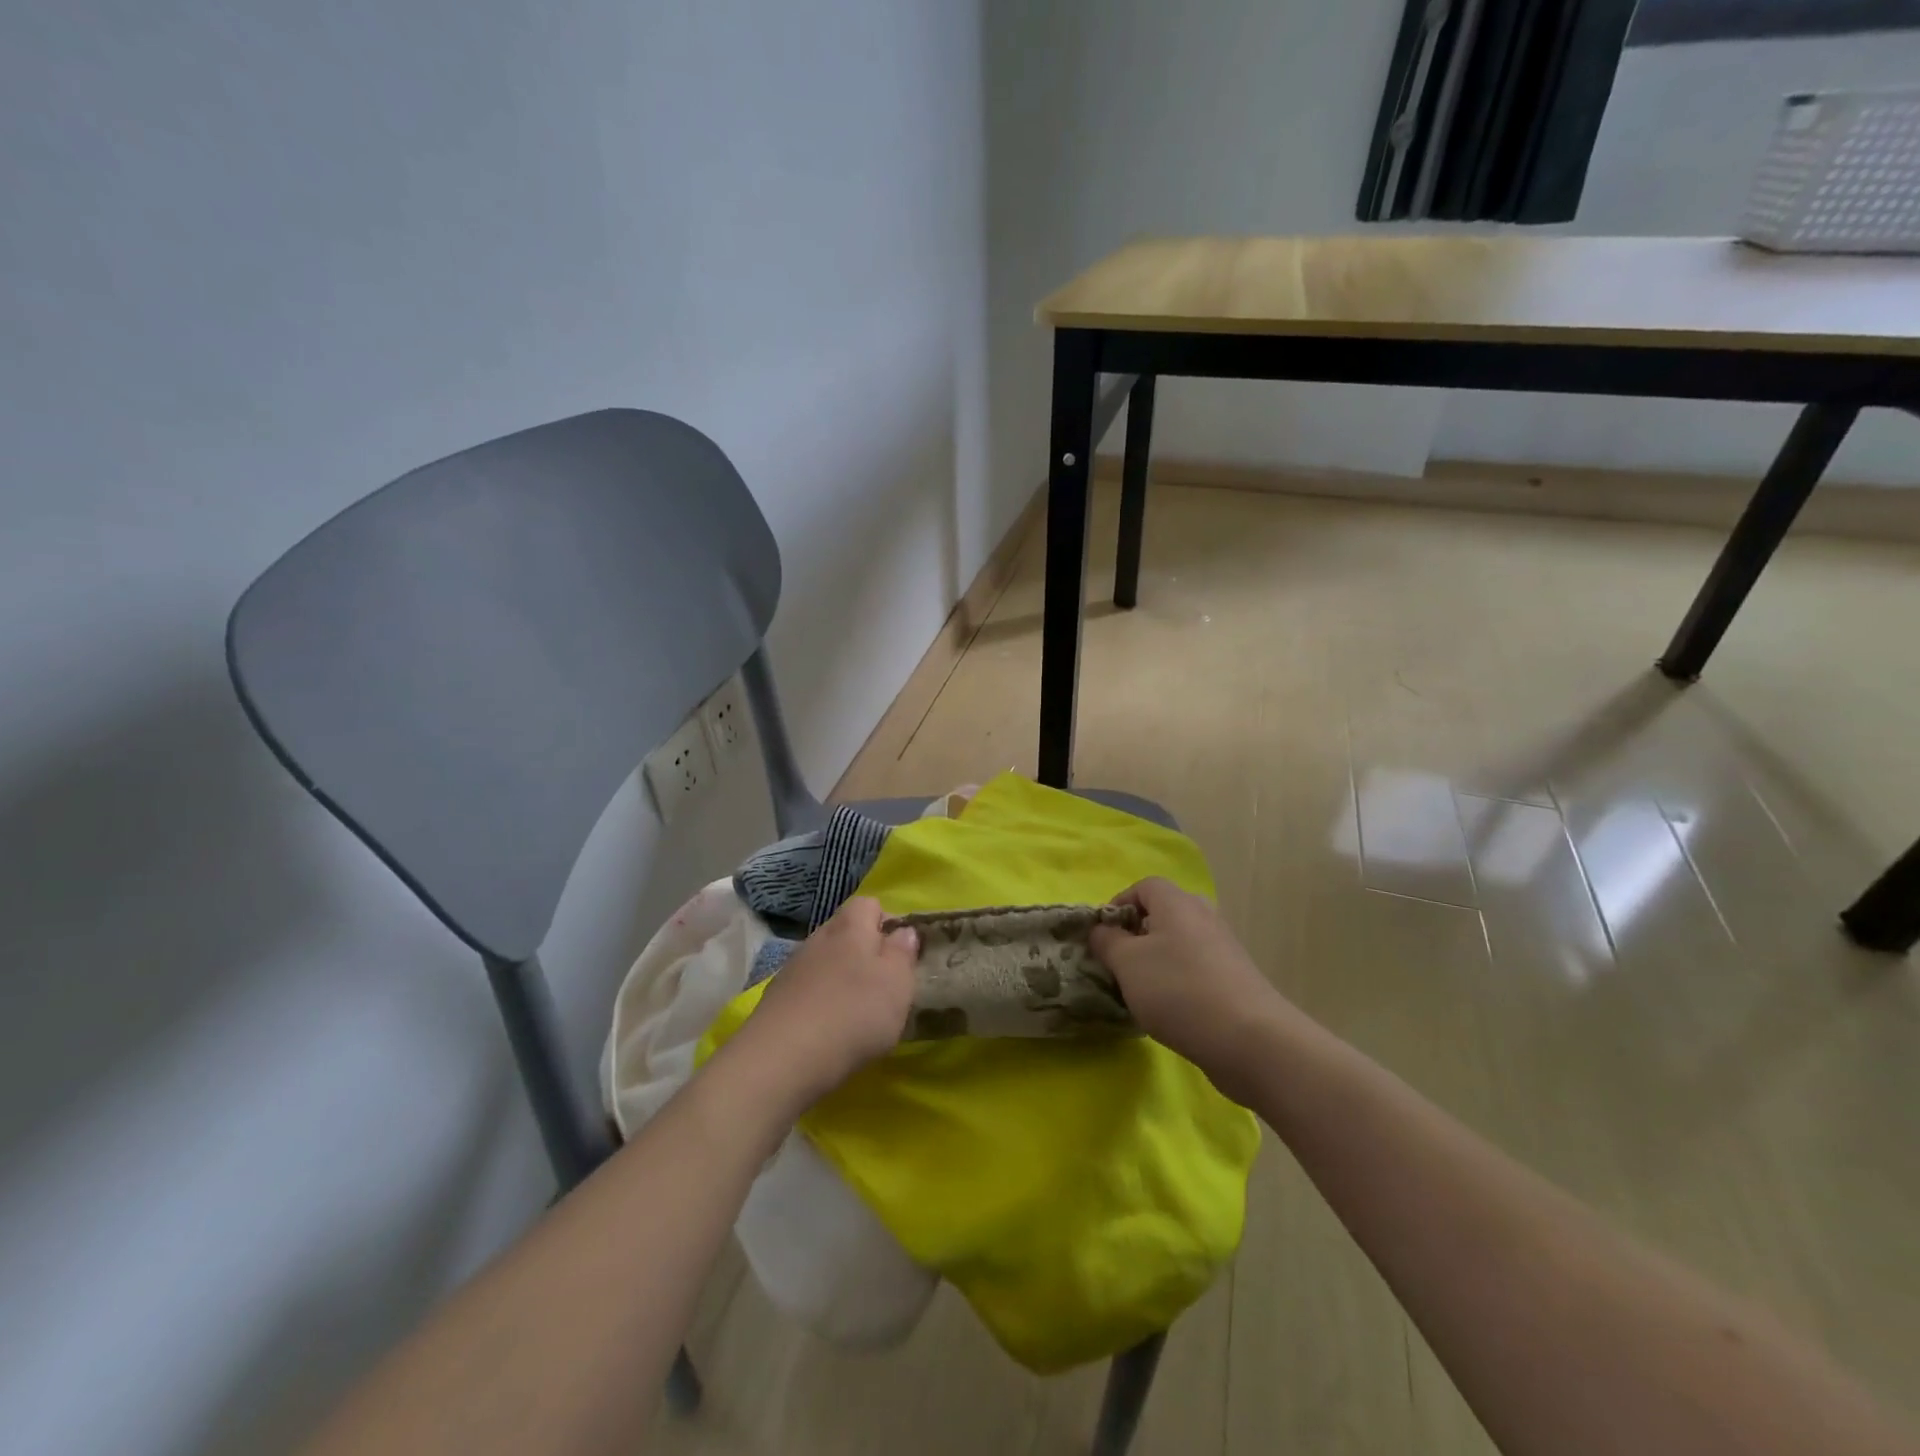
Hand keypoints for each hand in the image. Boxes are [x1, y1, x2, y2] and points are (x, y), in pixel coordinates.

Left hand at [730, 897, 918, 1108]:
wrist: (782, 1058)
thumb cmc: (853, 1014)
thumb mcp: (897, 984)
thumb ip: (903, 953)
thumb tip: (903, 932)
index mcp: (851, 927)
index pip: (869, 904)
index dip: (886, 923)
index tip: (900, 955)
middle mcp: (819, 937)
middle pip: (845, 932)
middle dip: (863, 952)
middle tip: (881, 986)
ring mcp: (793, 967)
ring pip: (824, 960)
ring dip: (840, 977)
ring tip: (854, 1012)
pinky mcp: (776, 997)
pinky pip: (806, 987)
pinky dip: (819, 1000)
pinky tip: (826, 1028)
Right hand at [1089, 878, 1289, 1103]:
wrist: (1250, 1039)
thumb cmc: (1178, 990)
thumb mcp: (1127, 963)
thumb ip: (1107, 941)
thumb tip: (1102, 930)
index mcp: (1176, 902)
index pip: (1142, 887)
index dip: (1118, 906)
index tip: (1102, 937)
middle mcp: (1203, 915)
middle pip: (1163, 913)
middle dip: (1137, 935)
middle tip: (1120, 963)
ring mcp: (1223, 947)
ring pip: (1179, 943)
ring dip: (1157, 961)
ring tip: (1141, 991)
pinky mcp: (1235, 978)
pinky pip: (1196, 967)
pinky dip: (1178, 980)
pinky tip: (1171, 1010)